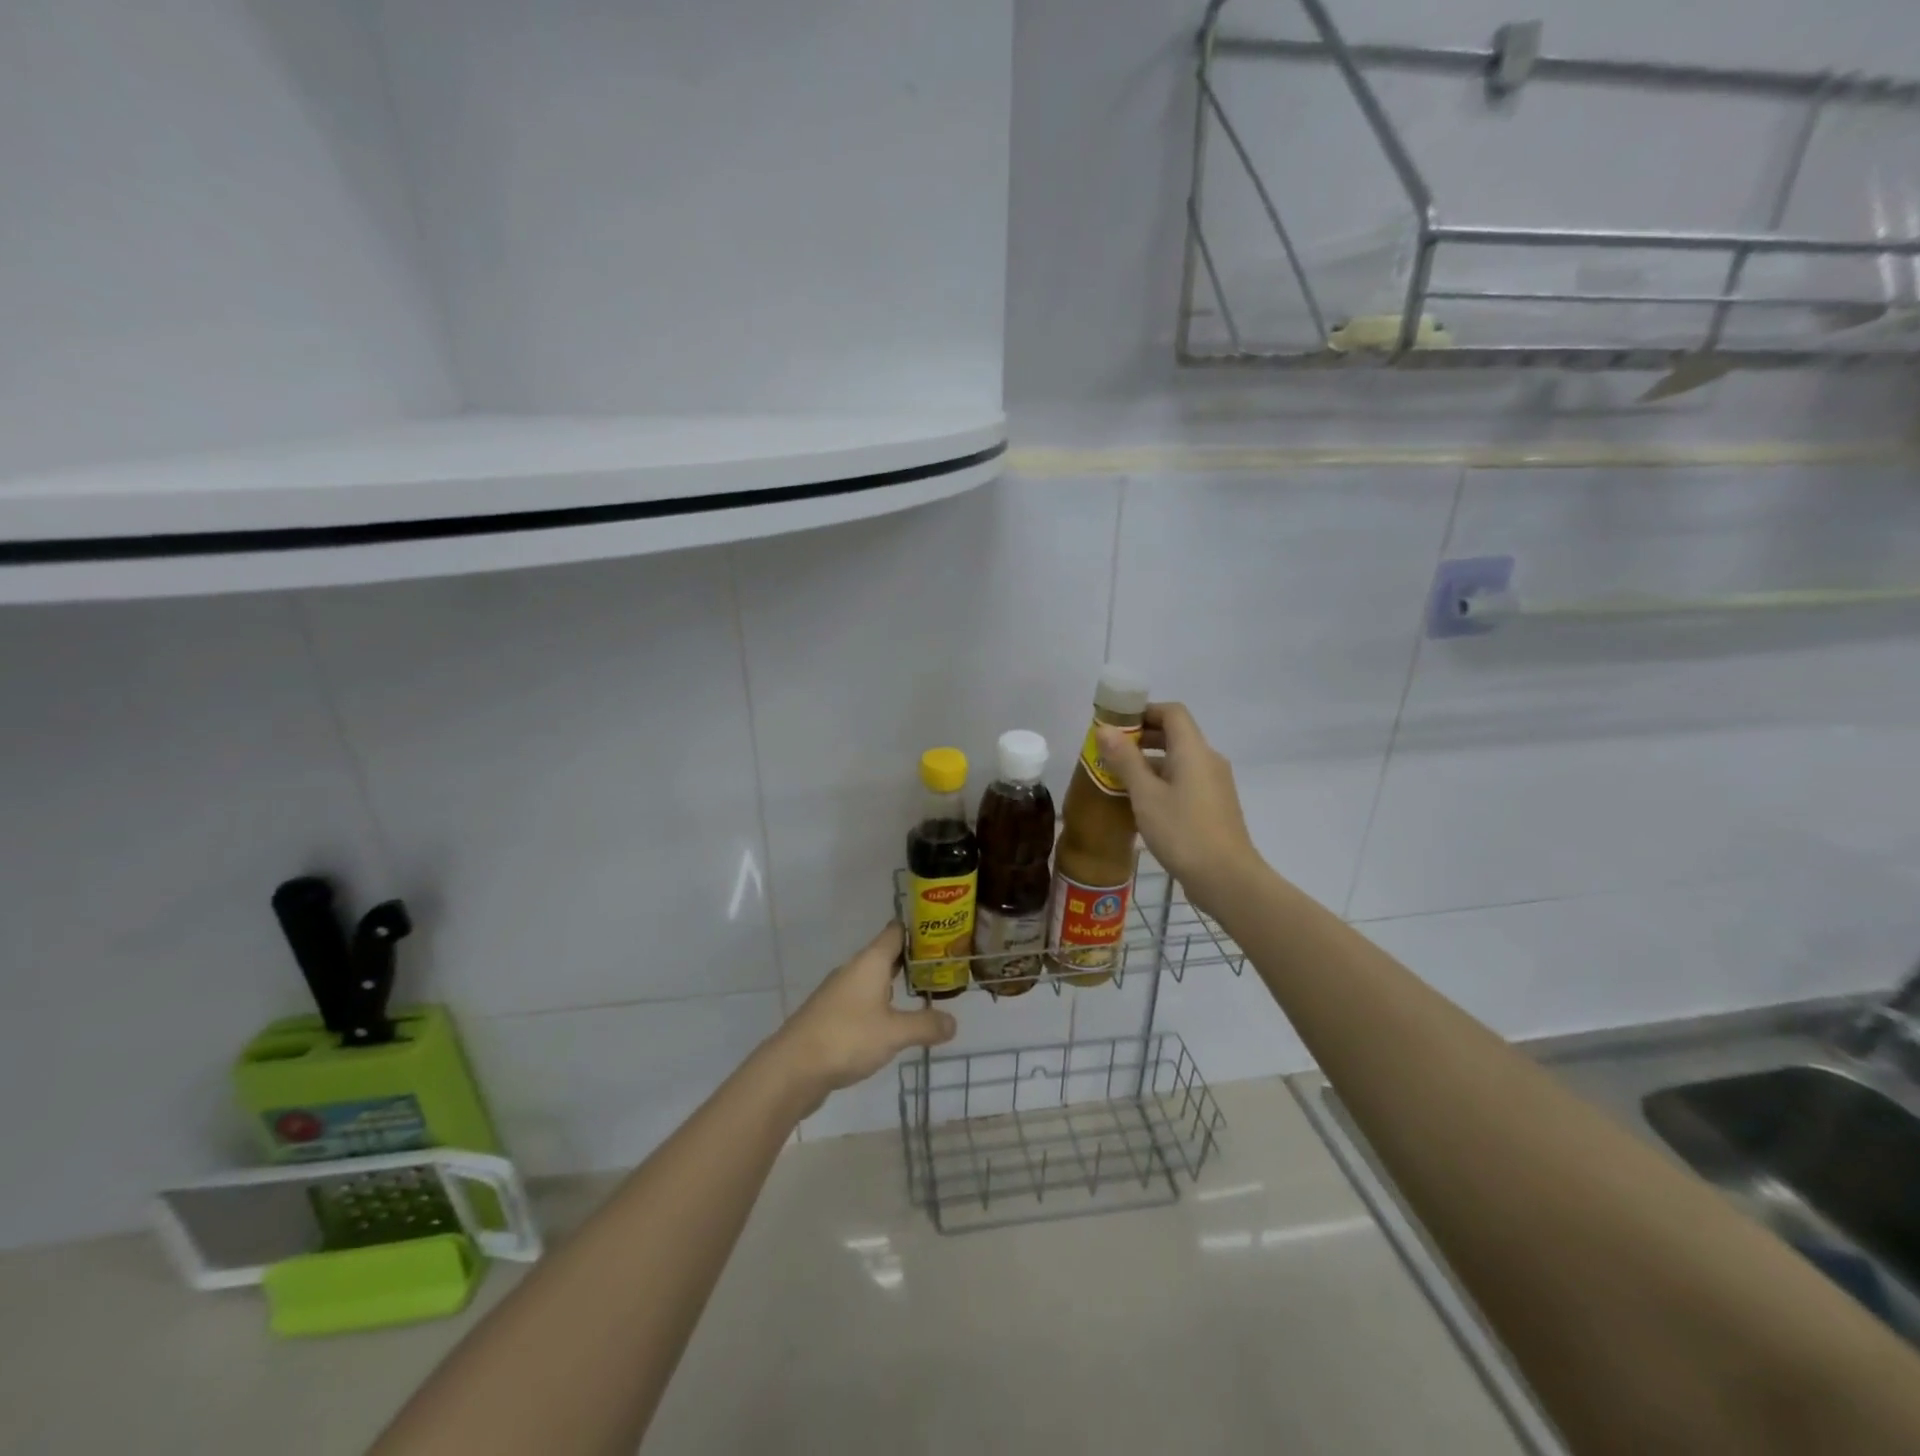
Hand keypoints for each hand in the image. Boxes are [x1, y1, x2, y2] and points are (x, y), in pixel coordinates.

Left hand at [769, 923, 957, 1113]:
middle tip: (942, 968)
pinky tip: (892, 1023)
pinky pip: (862, 1001)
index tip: (942, 933)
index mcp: (870, 962)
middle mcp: (854, 970)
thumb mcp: (895, 1033)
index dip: (918, 930)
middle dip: (912, 961)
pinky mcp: (830, 1015)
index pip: (896, 932)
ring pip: (873, 979)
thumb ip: (926, 1025)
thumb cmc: (847, 1037)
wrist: (793, 1068)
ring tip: (923, 995)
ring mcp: (839, 993)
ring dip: (895, 985)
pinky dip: (880, 1005)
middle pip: (886, 955)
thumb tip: (954, 1022)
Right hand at [1097, 703, 1262, 914]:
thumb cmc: (1183, 832)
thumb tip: (1105, 729)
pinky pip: (1185, 780)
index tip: (1116, 724)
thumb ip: (1125, 760)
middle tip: (1110, 751)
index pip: (1172, 712)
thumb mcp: (1145, 795)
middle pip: (1176, 735)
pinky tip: (1141, 803)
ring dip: (1150, 762)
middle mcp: (1208, 761)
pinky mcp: (1214, 806)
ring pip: (1179, 760)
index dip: (1144, 711)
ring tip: (1119, 778)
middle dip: (1142, 737)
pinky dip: (1162, 781)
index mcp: (1194, 751)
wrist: (1227, 878)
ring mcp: (1214, 784)